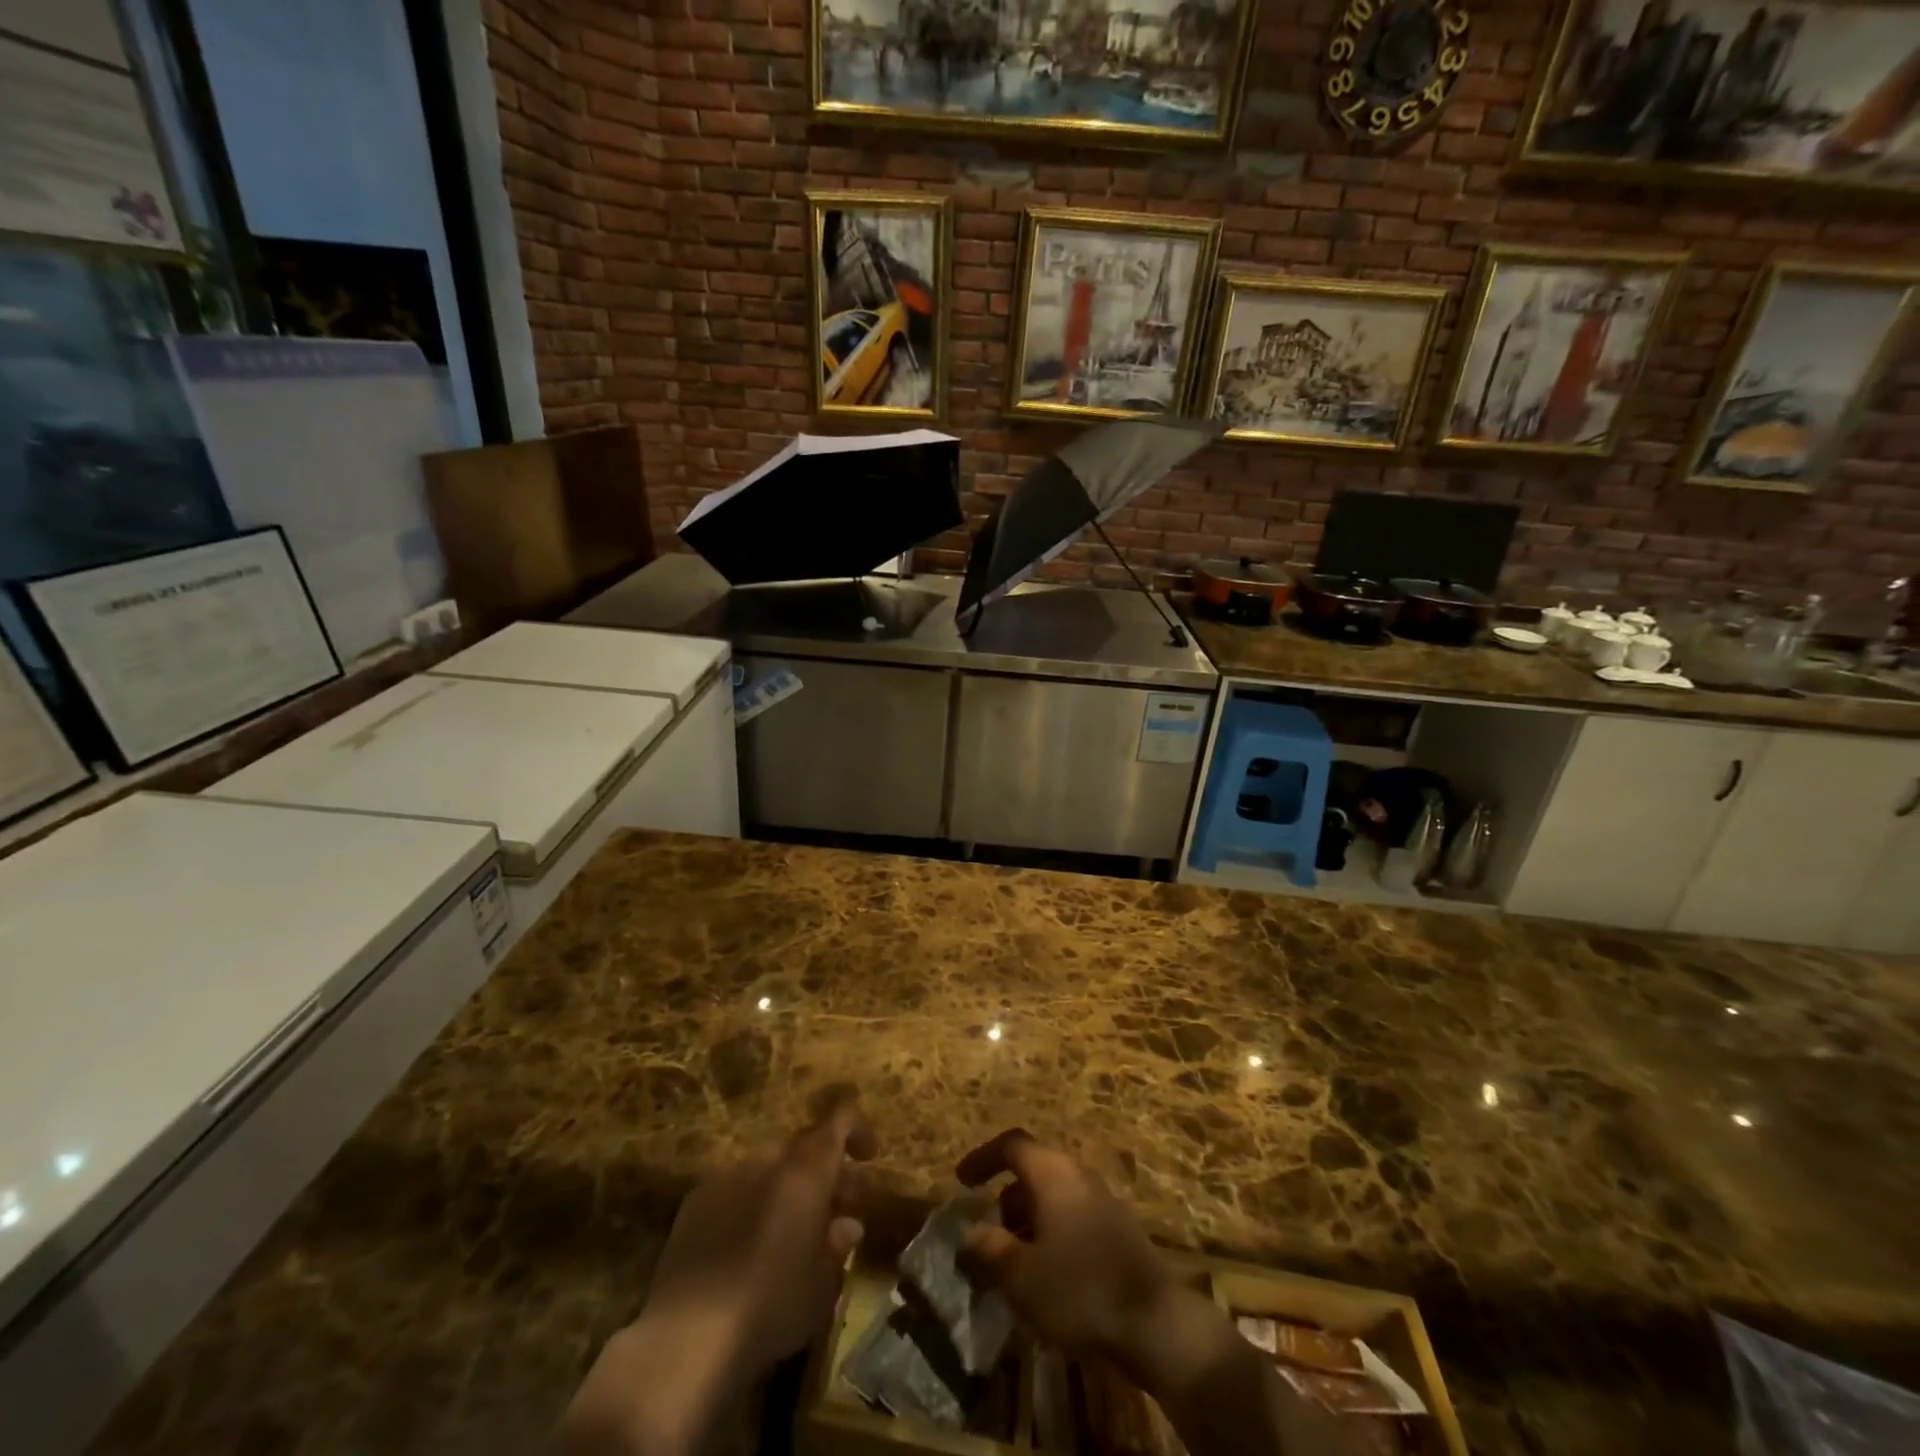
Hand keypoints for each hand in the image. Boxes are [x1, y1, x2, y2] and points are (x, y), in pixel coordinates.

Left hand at [552, 1103, 875, 1455]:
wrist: (687, 1337)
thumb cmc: (772, 1306)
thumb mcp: (822, 1284)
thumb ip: (837, 1245)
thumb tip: (847, 1224)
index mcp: (806, 1170)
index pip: (838, 1122)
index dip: (857, 1130)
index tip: (869, 1156)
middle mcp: (767, 1161)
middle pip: (804, 1147)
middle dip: (826, 1170)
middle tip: (840, 1208)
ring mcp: (727, 1177)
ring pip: (769, 1168)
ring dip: (788, 1187)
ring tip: (794, 1229)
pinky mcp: (694, 1203)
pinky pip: (735, 1189)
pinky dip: (752, 1203)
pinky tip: (750, 1245)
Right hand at [955, 1130, 1359, 1455]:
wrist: (1155, 1322)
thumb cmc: (1080, 1289)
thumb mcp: (1021, 1275)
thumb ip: (988, 1249)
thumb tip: (969, 1234)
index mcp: (1052, 1172)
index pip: (1010, 1145)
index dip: (982, 1158)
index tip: (961, 1182)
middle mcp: (1077, 1173)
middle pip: (1032, 1170)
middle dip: (1005, 1199)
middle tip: (989, 1235)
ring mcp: (1101, 1199)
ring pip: (1052, 1196)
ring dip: (1028, 1220)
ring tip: (1015, 1263)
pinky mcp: (1116, 1227)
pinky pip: (1072, 1215)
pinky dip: (1051, 1233)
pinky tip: (1048, 1275)